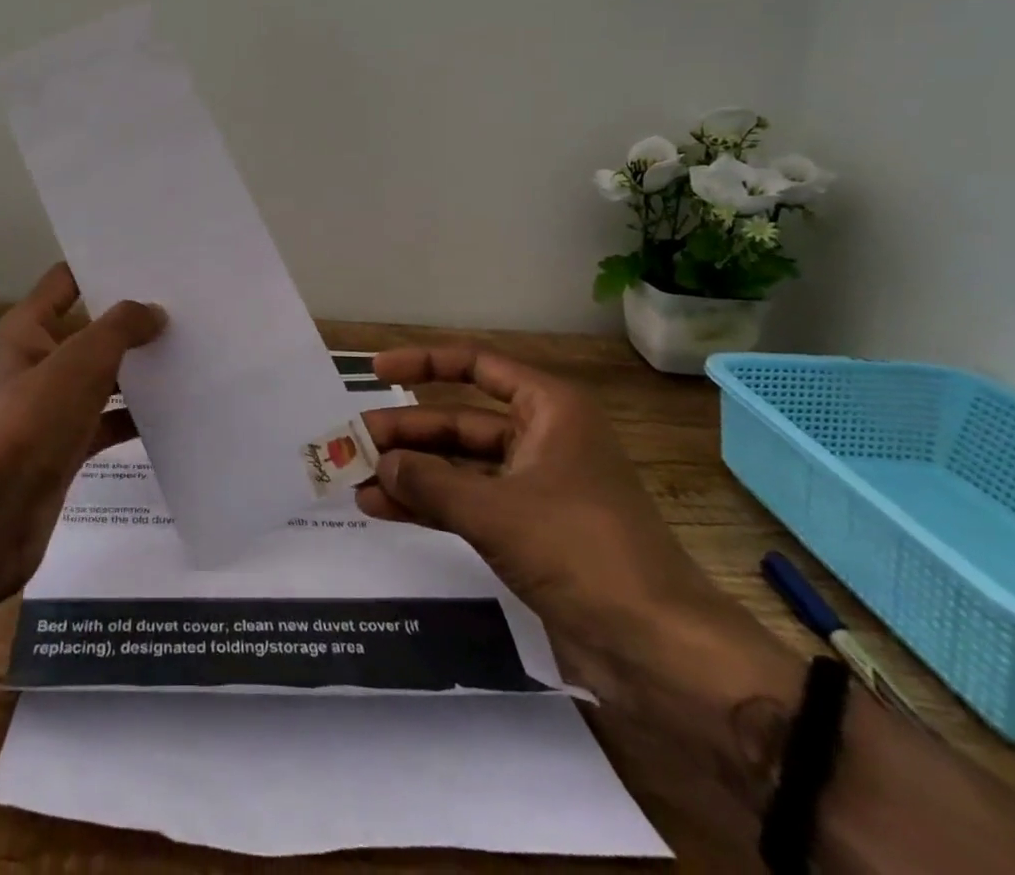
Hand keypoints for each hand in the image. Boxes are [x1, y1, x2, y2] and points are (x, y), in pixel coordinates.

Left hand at [0, 263, 162, 599]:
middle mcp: (36, 360)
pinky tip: (172, 412)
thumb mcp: (81, 362)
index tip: (152, 265)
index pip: (67, 280)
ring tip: (189, 352)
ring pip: (100, 375)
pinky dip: (131, 415)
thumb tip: (153, 312)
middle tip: (184, 308)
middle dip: (130, 320)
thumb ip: (120, 327)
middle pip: (88, 328)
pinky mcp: (63, 444)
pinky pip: (104, 419)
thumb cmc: (31, 424)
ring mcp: (48, 405)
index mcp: (27, 329)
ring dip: (136, 368)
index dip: (104, 269)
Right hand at [357, 346, 799, 725]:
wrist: (661, 651)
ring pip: (460, 467)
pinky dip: (430, 506)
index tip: (376, 372)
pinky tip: (384, 510)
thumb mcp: (496, 511)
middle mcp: (541, 438)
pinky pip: (469, 504)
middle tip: (353, 442)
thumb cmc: (583, 551)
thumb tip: (380, 464)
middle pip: (460, 422)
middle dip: (407, 433)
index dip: (424, 363)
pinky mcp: (530, 532)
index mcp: (548, 410)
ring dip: (412, 473)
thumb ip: (431, 483)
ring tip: (358, 480)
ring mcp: (535, 488)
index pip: (476, 366)